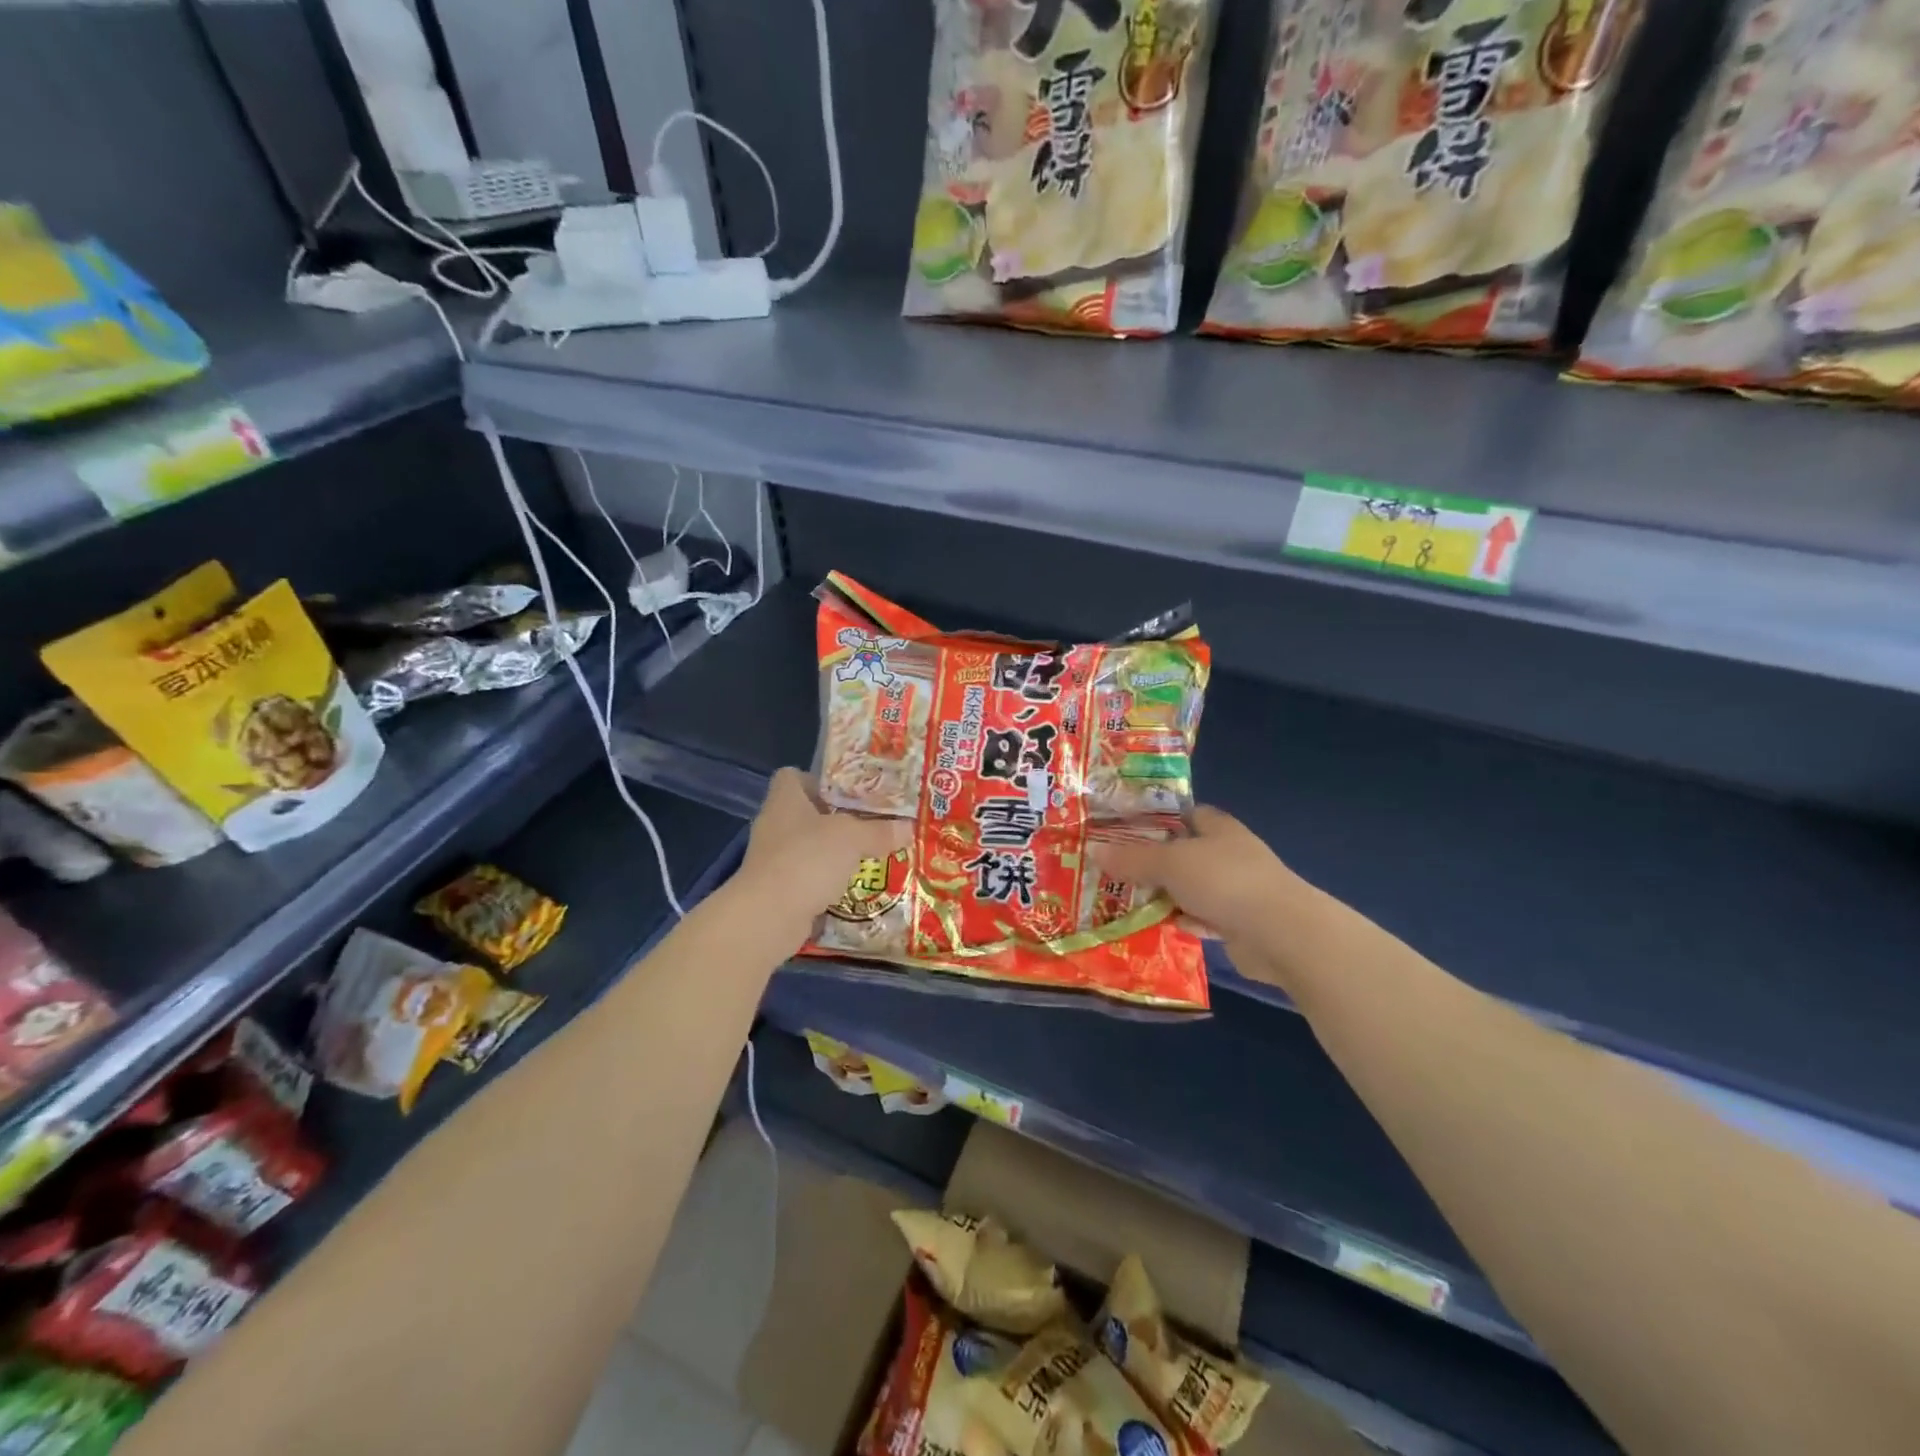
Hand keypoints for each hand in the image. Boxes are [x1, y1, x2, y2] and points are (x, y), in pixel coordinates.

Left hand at [735, 768, 908, 943]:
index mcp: (785, 800)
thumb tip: (908, 828)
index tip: (848, 792)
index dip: (819, 781)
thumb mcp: (852, 838)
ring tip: (869, 856)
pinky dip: (827, 883)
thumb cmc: (807, 859)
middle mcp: (775, 825)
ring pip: (809, 848)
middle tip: (871, 824)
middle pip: (807, 813)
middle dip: (838, 820)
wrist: (769, 916)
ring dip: (835, 854)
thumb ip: (879, 831)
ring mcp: (773, 860)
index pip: (793, 777)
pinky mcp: (777, 890)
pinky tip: (853, 887)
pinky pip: (808, 878)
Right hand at [1090, 807, 1300, 969]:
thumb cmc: (1224, 881)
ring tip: (1125, 898)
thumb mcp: (1169, 863)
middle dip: (1152, 861)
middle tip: (1113, 867)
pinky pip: (1200, 917)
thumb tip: (1095, 850)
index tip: (1121, 828)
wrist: (1280, 933)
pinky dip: (1182, 920)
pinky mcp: (1238, 922)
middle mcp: (1228, 853)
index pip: (1183, 813)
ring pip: (1189, 887)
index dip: (1154, 818)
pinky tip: (1157, 925)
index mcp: (1217, 827)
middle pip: (1182, 852)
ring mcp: (1235, 889)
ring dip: (1164, 894)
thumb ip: (1132, 858)